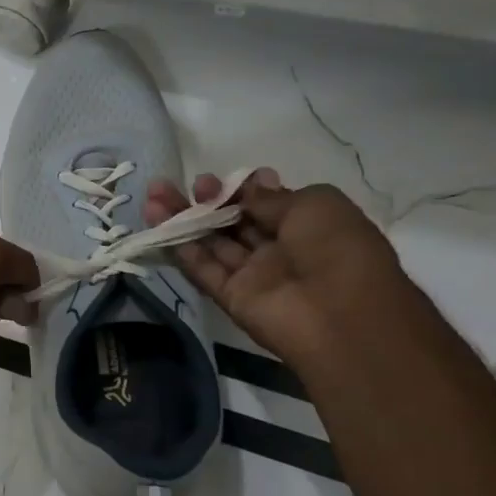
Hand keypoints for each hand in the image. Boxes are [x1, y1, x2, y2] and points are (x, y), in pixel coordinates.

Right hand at [144, 170, 409, 368]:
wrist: (341, 315)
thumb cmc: (337, 248)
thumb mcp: (313, 204)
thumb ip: (271, 197)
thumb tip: (251, 185)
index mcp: (306, 225)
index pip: (262, 204)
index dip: (237, 190)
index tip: (215, 179)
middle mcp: (279, 250)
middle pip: (232, 222)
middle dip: (204, 201)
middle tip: (176, 185)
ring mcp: (254, 276)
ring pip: (211, 244)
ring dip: (183, 220)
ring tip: (153, 197)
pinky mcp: (233, 299)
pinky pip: (204, 272)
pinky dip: (182, 251)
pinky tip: (160, 227)